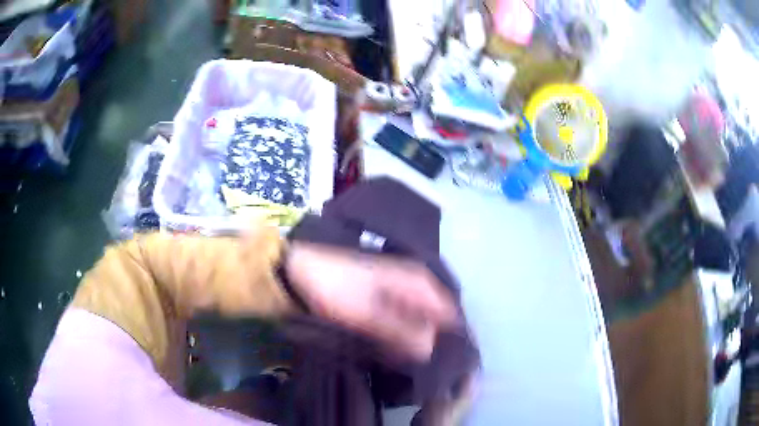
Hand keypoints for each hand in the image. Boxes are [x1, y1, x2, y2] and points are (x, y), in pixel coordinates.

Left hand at [284, 242, 457, 360]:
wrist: (300, 271)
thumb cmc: (334, 289)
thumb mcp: (366, 314)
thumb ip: (400, 332)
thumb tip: (430, 351)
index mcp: (416, 280)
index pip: (448, 313)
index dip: (447, 338)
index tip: (440, 363)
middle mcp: (414, 283)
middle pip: (435, 318)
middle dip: (429, 342)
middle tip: (418, 367)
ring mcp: (399, 290)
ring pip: (419, 321)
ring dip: (412, 341)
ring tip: (403, 361)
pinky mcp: (384, 299)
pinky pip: (402, 320)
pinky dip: (399, 336)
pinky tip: (391, 350)